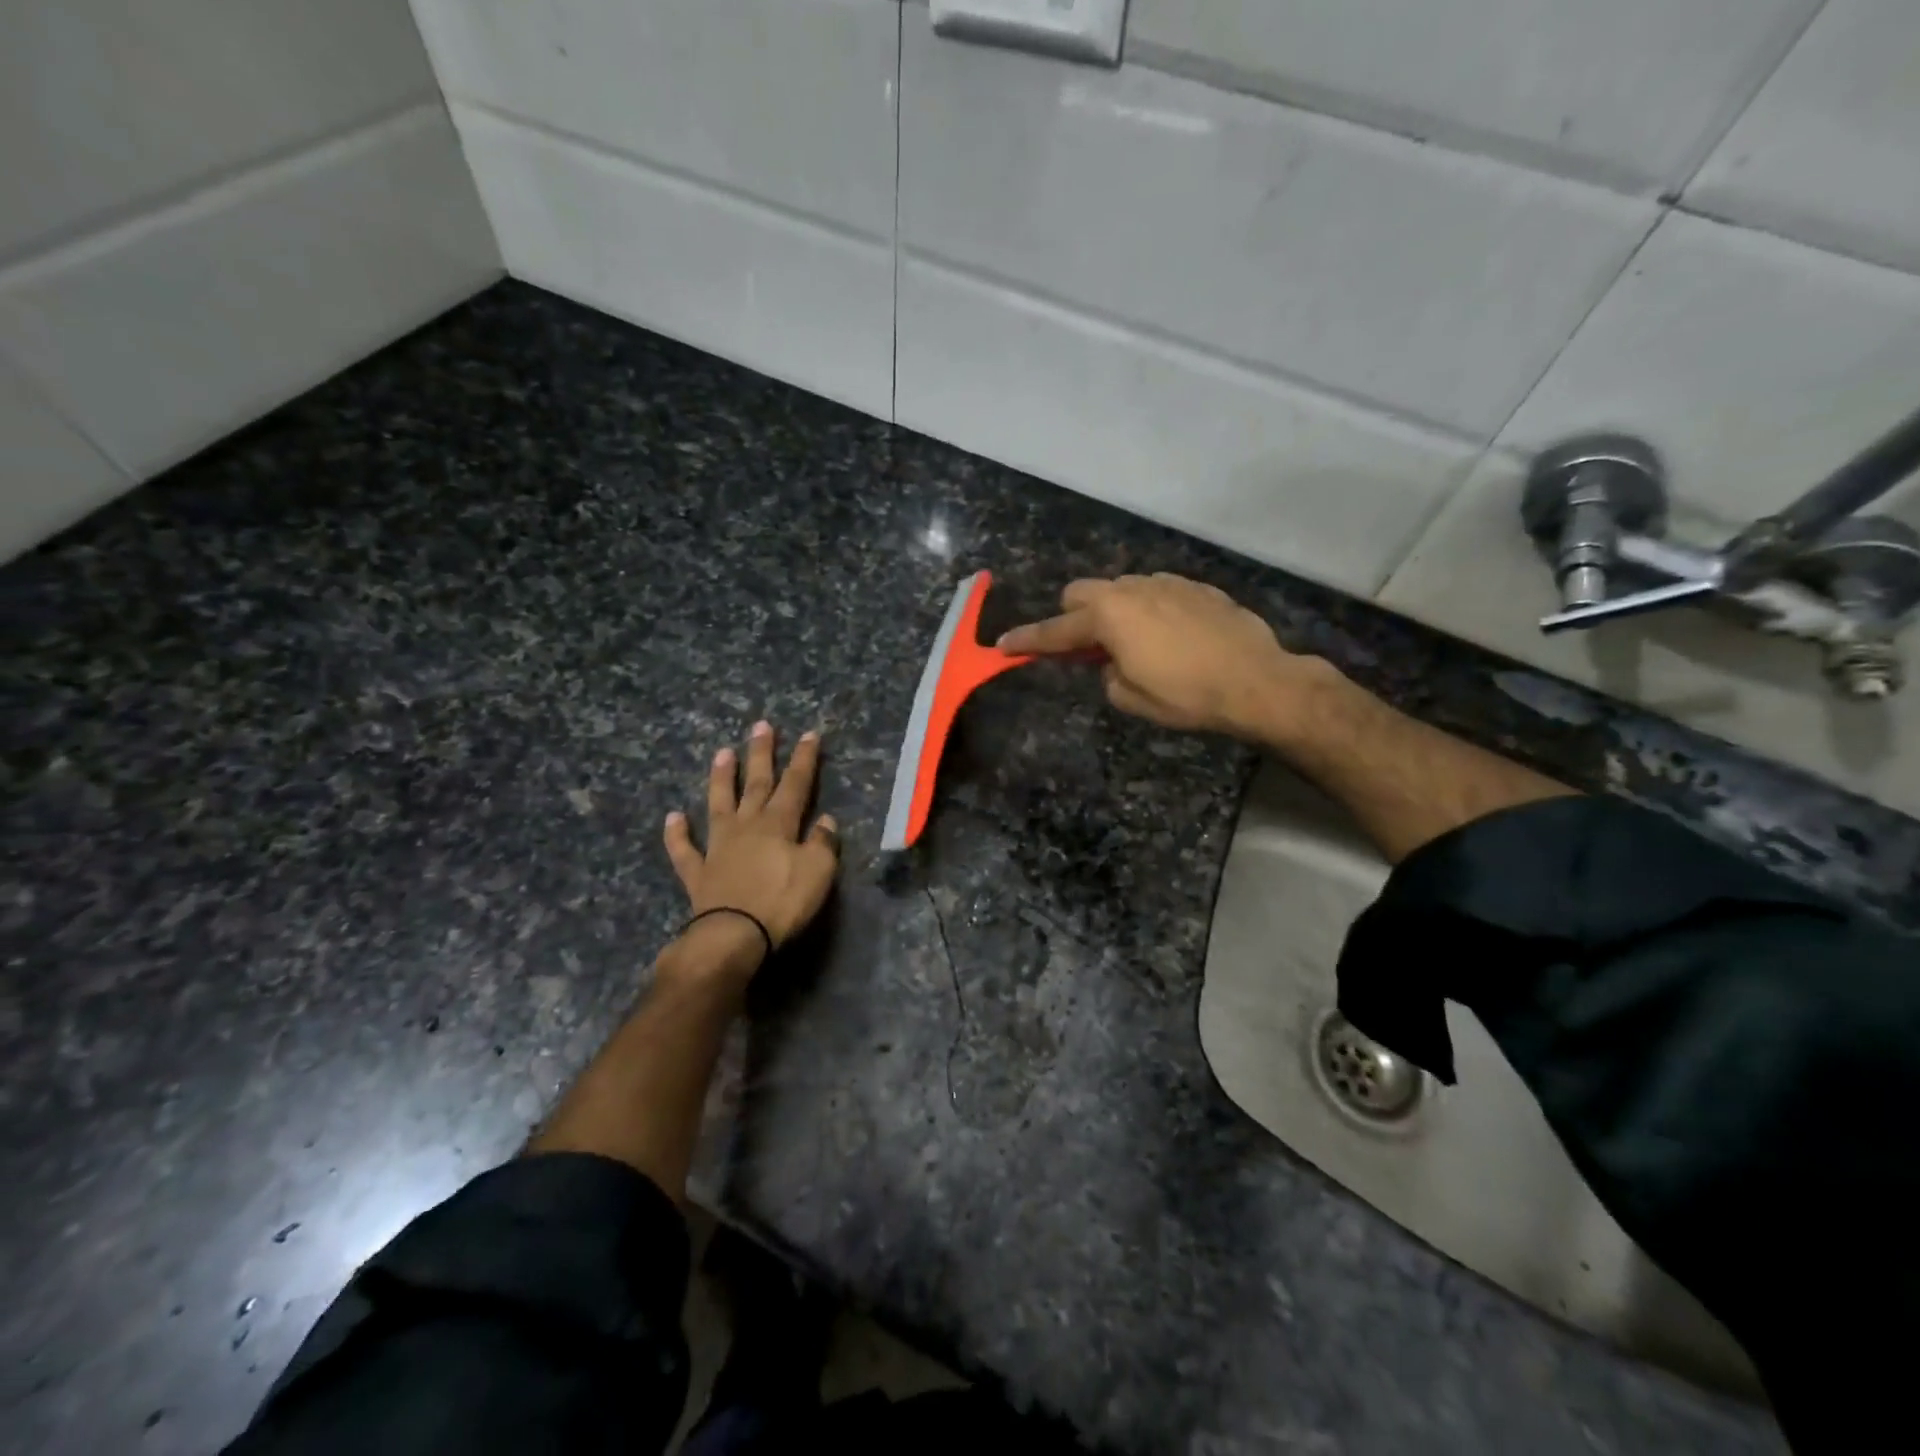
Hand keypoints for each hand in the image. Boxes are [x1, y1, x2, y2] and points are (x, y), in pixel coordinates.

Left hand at [663, 722, 839, 964]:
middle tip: (760, 726)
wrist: (734, 936)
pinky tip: (673, 817)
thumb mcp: (818, 871)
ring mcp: (718, 847)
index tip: (807, 734)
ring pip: (718, 805)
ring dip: (721, 779)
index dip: (803, 758)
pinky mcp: (698, 873)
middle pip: (756, 784)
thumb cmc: (782, 902)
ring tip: (722, 753)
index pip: (795, 784)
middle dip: (760, 754)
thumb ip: (822, 843)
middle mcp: (747, 827)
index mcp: (778, 824)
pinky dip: (677, 834)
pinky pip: (684, 850)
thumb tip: (825, 821)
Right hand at [997, 573, 1325, 739]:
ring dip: (1113, 612)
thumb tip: (1111, 661)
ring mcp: (1166, 583)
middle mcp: (1131, 590)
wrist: (1257, 681)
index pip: (1055, 631)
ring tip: (1136, 644)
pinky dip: (1149, 610)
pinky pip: (1156, 591)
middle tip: (1087, 649)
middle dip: (1073, 617)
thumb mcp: (1132, 698)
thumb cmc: (1187, 695)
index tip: (1003, 644)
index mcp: (1108, 617)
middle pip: (1081, 593)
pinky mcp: (1195, 586)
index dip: (1027, 640)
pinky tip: (1172, 636)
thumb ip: (1106, 673)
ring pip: (1120, 589)